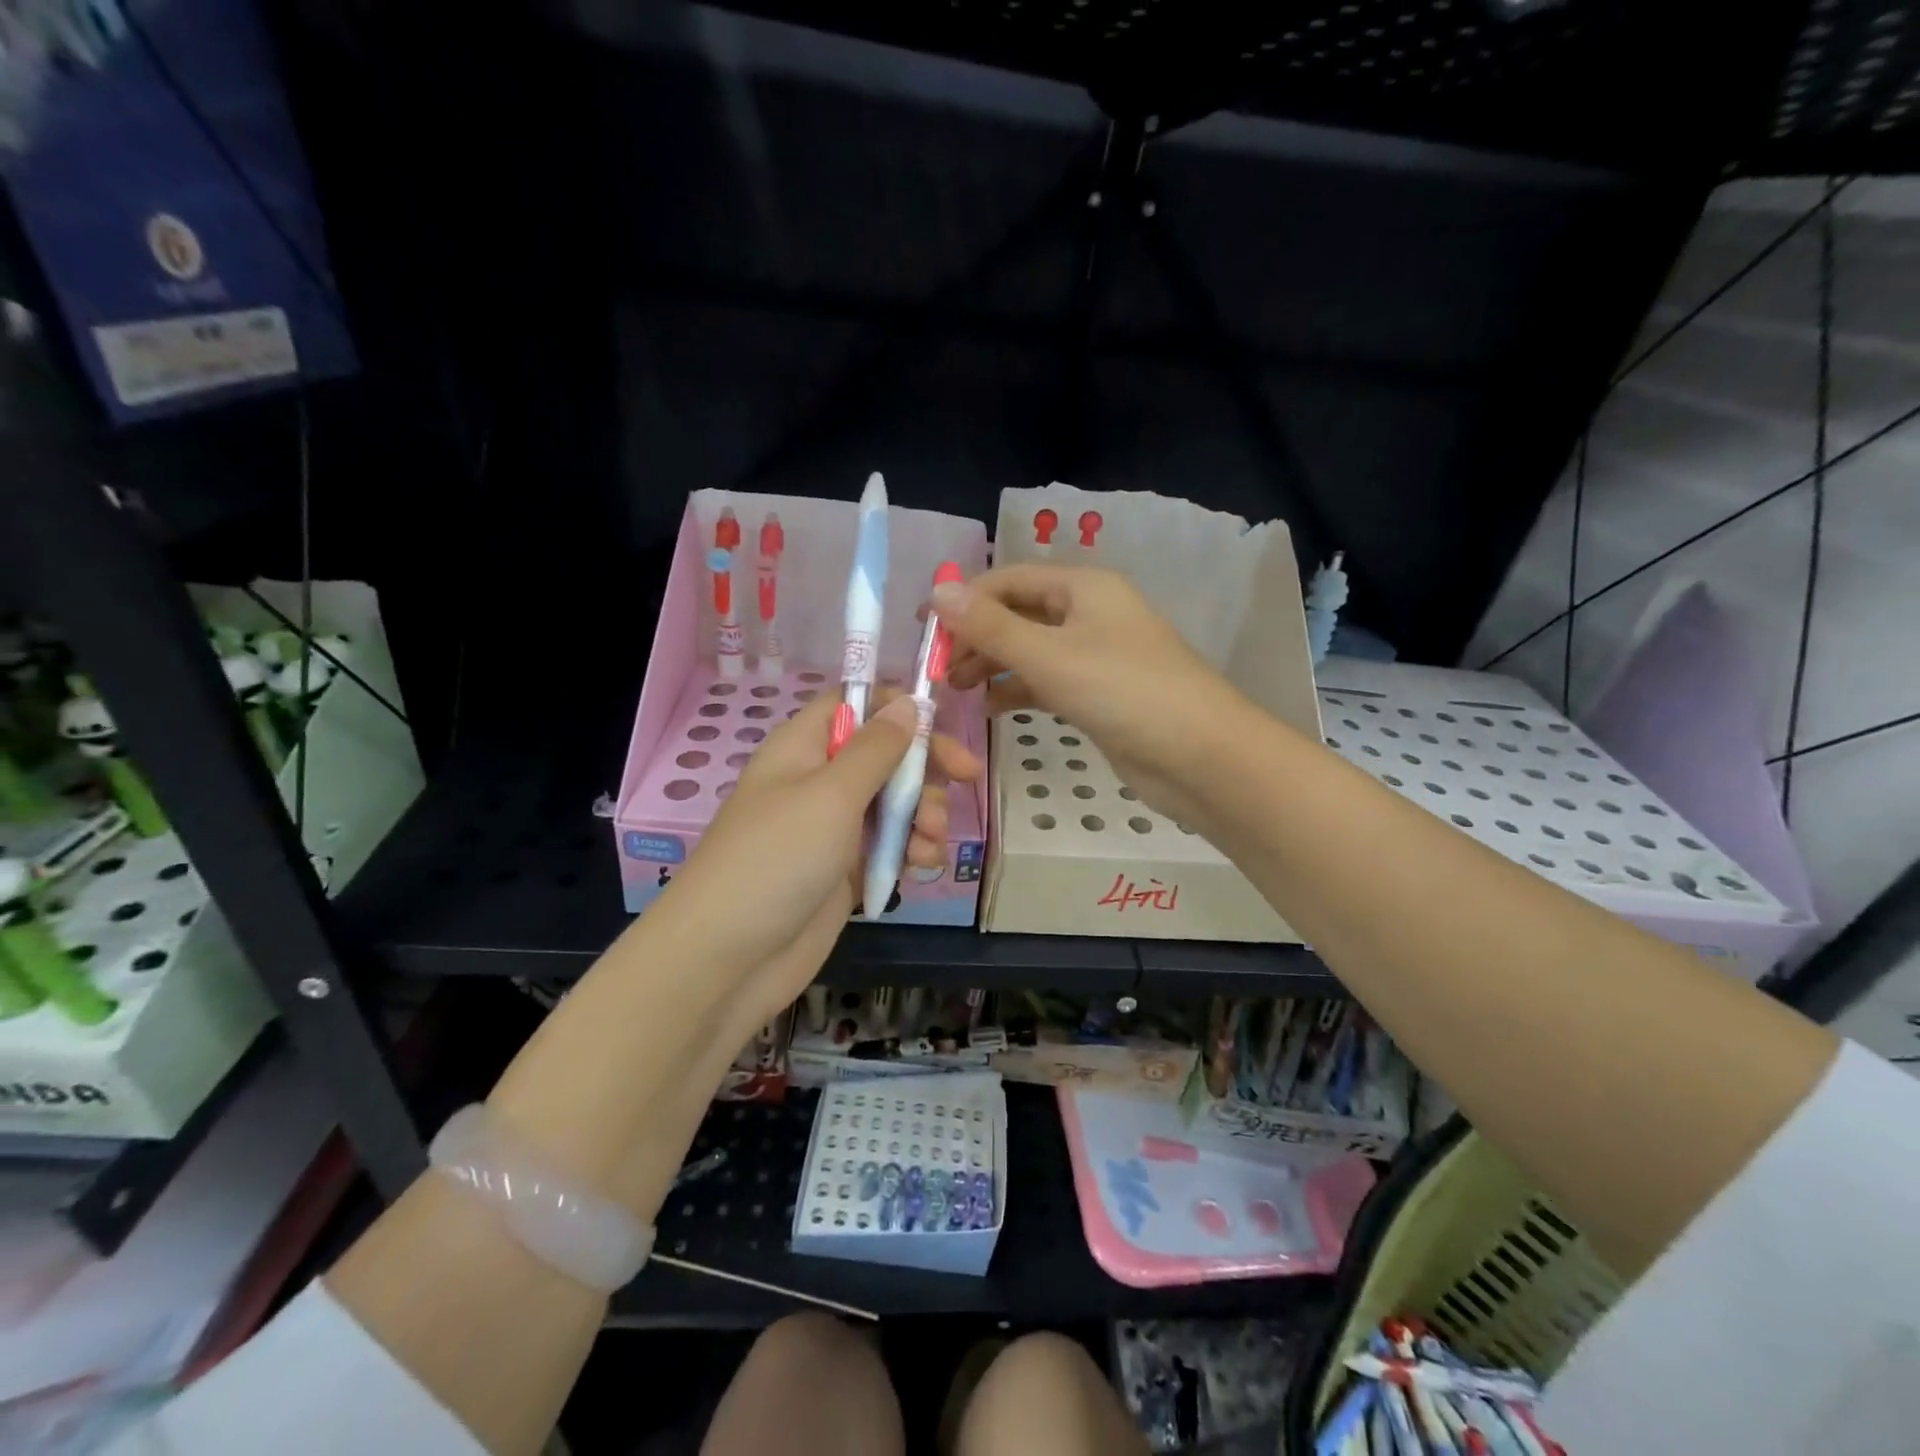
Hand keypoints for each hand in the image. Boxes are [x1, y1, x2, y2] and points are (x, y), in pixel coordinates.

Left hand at [653, 688, 982, 1025]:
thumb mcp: (831, 795)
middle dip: (926, 764)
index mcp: (804, 748)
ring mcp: (833, 828)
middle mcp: (819, 781)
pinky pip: (890, 845)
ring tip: (932, 839)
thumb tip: (907, 703)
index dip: (894, 706)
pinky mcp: (846, 870)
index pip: (853, 705)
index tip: (937, 719)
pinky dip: (912, 848)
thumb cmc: (778, 859)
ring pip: (894, 802)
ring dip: (924, 812)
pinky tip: (923, 863)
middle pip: (884, 754)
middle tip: (968, 775)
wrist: (729, 959)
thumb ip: (876, 749)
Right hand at [935, 565, 1244, 825]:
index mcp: (1083, 587)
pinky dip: (1017, 690)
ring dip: (993, 665)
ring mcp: (1095, 655)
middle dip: (976, 637)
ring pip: (1030, 650)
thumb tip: (937, 591)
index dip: (964, 600)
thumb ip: (990, 626)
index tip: (923, 629)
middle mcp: (1088, 613)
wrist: (1198, 756)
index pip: (1009, 579)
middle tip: (937, 668)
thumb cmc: (1123, 691)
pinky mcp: (1098, 694)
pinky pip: (1047, 681)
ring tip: (955, 689)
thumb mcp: (1049, 655)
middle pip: (1018, 613)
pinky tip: (991, 709)